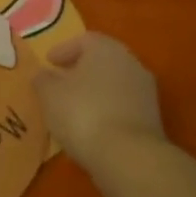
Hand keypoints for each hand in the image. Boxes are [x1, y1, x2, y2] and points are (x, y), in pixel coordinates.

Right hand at [35, 33, 164, 167]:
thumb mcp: (49, 94)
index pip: (84, 40)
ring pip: (114, 84)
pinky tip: (92, 125)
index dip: (63, 50)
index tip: (49, 62)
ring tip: (73, 108)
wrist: (129, 156)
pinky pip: (123, 106)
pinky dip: (107, 110)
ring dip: (95, 92)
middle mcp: (130, 63)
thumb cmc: (83, 113)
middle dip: (80, 70)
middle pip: (102, 61)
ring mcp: (145, 91)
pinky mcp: (152, 119)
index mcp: (106, 48)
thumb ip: (43, 80)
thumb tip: (43, 75)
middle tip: (60, 82)